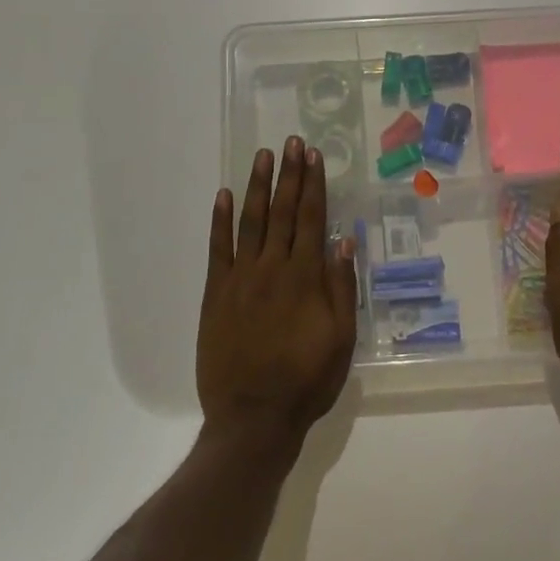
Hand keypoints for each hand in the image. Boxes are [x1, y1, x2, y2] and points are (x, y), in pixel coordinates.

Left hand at [198, 137, 358, 445]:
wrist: (253, 418)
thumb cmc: (305, 381)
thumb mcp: (341, 340)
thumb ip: (342, 289)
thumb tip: (344, 242)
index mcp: (305, 278)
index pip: (311, 219)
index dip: (313, 185)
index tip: (313, 156)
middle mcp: (272, 268)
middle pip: (283, 212)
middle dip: (288, 175)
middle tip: (291, 142)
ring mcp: (240, 279)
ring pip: (251, 222)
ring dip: (257, 187)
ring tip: (262, 156)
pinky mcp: (215, 294)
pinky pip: (218, 250)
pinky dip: (220, 221)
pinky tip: (222, 196)